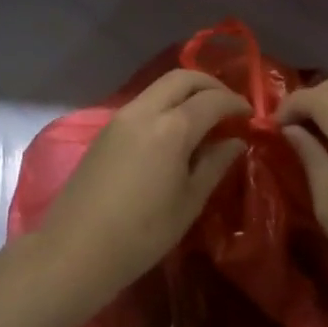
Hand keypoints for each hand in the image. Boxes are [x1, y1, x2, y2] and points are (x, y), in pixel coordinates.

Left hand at [33, 70, 251, 307]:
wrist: (76, 249)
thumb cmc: (142, 234)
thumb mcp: (189, 203)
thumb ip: (215, 164)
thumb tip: (236, 141)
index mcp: (171, 128)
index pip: (212, 100)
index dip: (235, 103)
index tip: (251, 114)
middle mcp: (145, 110)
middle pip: (183, 77)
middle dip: (210, 84)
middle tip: (229, 105)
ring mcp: (122, 116)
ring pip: (161, 86)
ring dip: (187, 91)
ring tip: (205, 116)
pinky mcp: (106, 128)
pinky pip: (145, 101)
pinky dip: (166, 103)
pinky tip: (176, 128)